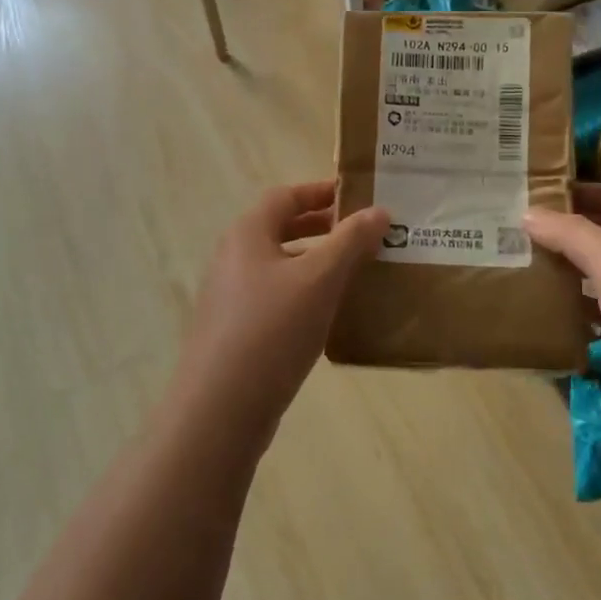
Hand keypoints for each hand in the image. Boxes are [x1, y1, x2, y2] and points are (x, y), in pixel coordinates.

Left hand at [172, 181, 388, 439]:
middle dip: (323, 229)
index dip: (321, 191)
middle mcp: (234, 258)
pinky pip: (277, 299)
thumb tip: (379, 210)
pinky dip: (306, 295)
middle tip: (365, 234)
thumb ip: (350, 241)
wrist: (220, 408)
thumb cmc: (272, 329)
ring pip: (281, 267)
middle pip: (281, 230)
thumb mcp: (319, 279)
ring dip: (318, 264)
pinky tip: (332, 315)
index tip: (357, 196)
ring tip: (358, 273)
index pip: (286, 196)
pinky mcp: (237, 332)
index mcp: (247, 234)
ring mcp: (232, 297)